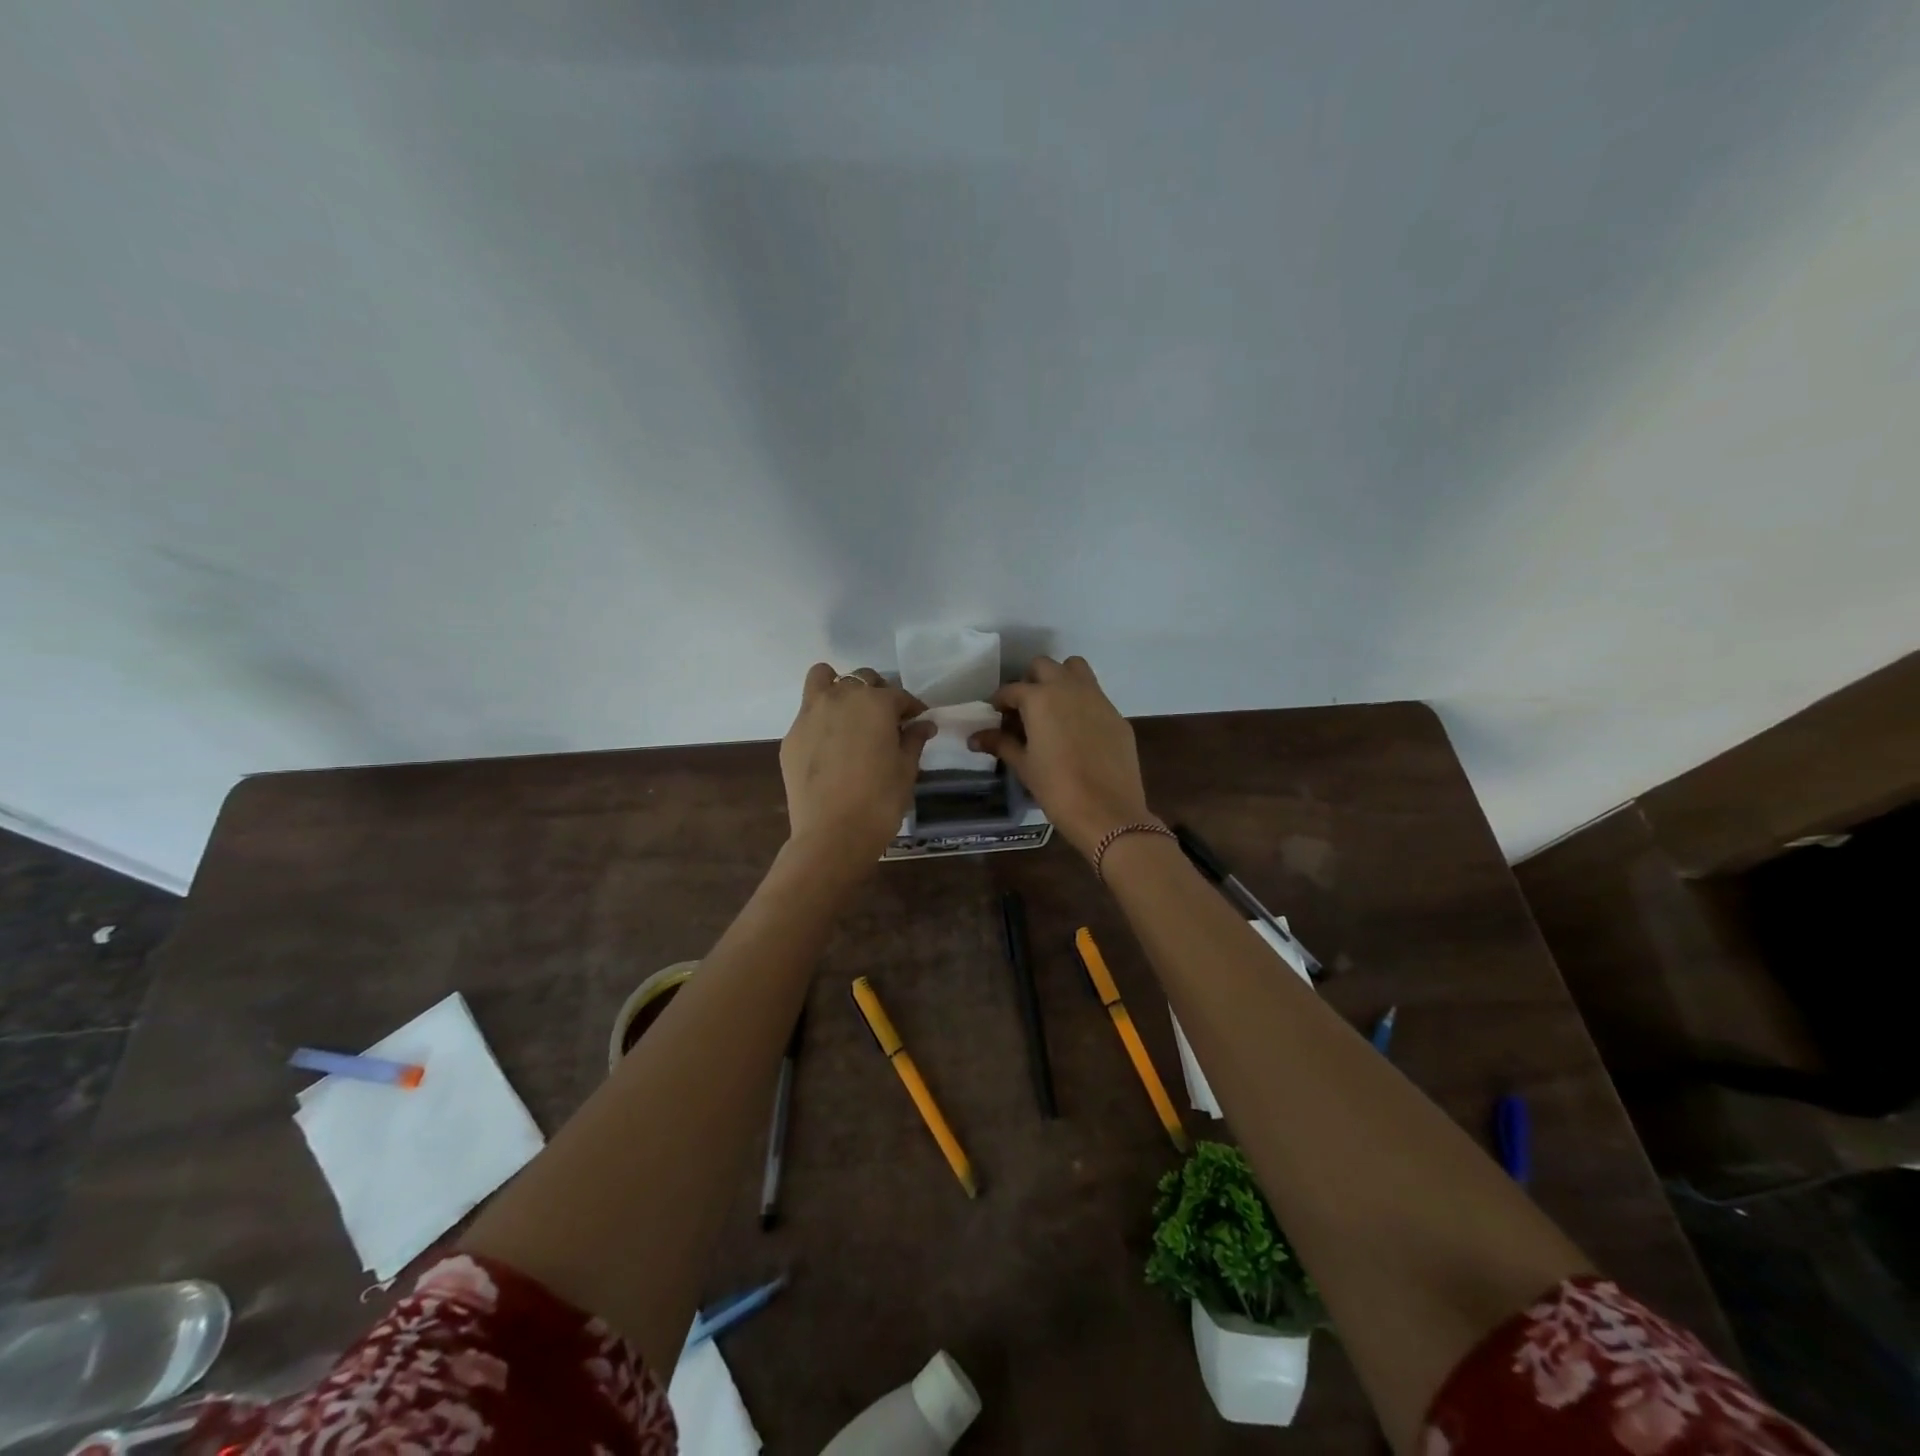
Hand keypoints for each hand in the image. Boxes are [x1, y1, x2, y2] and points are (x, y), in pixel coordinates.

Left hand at [781, 665, 934, 862]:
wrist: (832, 834)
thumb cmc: (880, 801)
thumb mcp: (906, 770)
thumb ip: (913, 740)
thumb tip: (923, 725)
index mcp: (875, 703)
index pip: (899, 695)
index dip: (912, 708)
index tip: (919, 722)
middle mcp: (840, 698)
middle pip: (862, 680)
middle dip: (877, 694)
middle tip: (885, 720)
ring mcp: (810, 714)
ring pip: (823, 679)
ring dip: (839, 687)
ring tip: (849, 714)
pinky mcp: (791, 736)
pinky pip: (808, 713)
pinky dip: (821, 719)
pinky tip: (830, 746)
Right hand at [970, 656, 1153, 858]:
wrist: (1107, 811)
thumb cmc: (1057, 788)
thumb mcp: (1024, 766)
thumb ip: (1001, 744)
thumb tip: (975, 737)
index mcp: (1040, 699)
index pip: (1012, 689)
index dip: (1000, 701)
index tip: (996, 714)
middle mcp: (1069, 688)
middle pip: (1044, 666)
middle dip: (1030, 680)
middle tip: (1024, 708)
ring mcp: (1097, 698)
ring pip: (1075, 669)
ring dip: (1060, 679)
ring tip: (1053, 708)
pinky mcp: (1117, 715)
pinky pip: (1095, 695)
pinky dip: (1082, 702)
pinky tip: (1078, 731)